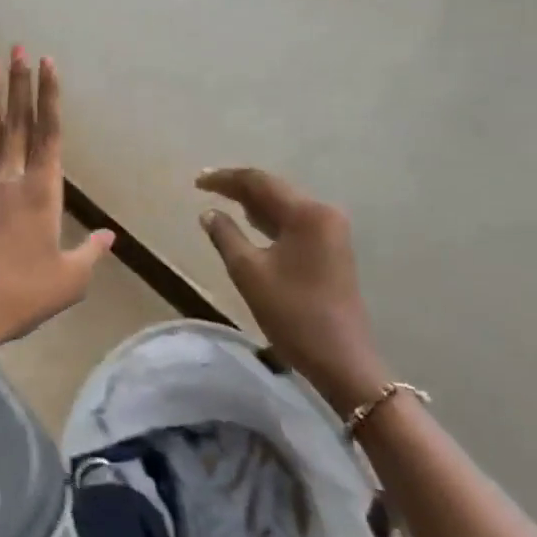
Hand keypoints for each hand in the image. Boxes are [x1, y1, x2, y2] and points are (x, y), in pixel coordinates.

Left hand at [0, 48, 114, 377]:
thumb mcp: (68, 282)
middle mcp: (7, 183)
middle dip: (19, 85)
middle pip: (16, 126)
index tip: (47, 63)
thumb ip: (89, 254)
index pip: (49, 136)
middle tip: (17, 48)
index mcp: (40, 196)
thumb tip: (108, 237)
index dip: (49, 98)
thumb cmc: (19, 298)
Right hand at [197, 168, 390, 416]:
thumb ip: (226, 236)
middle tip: (205, 187)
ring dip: (253, 203)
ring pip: (285, 206)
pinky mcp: (332, 248)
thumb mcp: (249, 273)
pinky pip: (294, 222)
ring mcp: (331, 231)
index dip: (225, 179)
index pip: (259, 182)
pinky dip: (269, 219)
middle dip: (239, 187)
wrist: (341, 357)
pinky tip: (249, 222)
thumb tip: (209, 212)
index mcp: (306, 213)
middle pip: (275, 189)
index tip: (196, 181)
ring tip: (221, 200)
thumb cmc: (292, 313)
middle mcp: (324, 213)